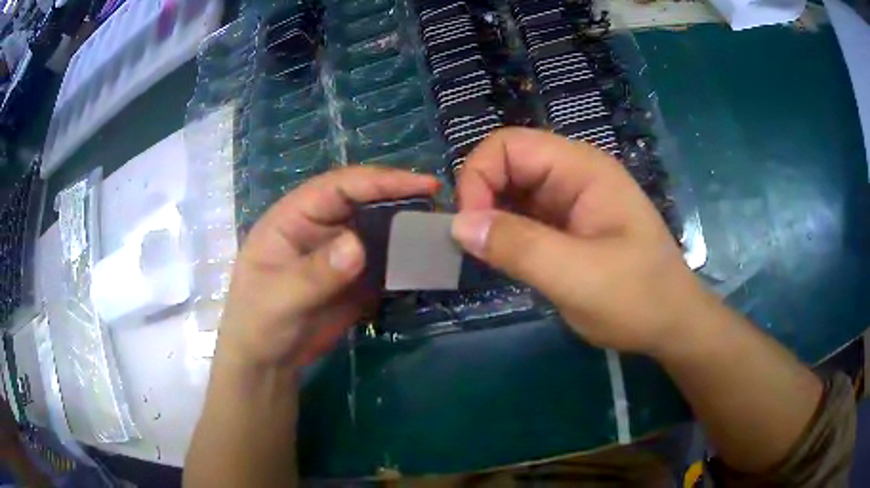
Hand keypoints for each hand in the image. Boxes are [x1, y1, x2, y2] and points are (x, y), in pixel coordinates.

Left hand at [217, 167, 439, 367]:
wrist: (268, 361)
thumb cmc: (259, 324)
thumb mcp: (279, 299)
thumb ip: (315, 273)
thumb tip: (359, 246)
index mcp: (294, 217)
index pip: (339, 186)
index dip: (380, 180)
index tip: (423, 185)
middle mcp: (320, 227)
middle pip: (366, 202)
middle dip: (403, 199)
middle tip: (443, 206)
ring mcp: (340, 252)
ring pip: (380, 230)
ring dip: (408, 230)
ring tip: (443, 233)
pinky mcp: (355, 278)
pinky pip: (385, 262)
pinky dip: (407, 261)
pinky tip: (429, 264)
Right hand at [451, 128, 710, 353]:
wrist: (671, 324)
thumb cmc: (637, 298)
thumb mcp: (578, 277)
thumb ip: (518, 247)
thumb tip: (458, 225)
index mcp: (583, 169)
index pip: (509, 145)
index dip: (478, 176)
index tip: (469, 227)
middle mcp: (574, 175)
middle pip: (507, 164)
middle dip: (480, 197)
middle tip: (472, 244)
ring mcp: (571, 200)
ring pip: (512, 191)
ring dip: (490, 217)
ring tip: (484, 254)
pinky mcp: (567, 226)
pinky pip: (523, 216)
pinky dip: (504, 233)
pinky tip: (502, 258)